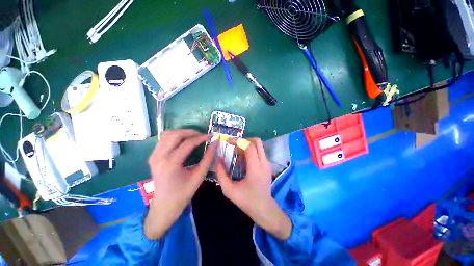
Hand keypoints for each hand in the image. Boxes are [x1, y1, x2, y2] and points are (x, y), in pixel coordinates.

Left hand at [145, 129, 216, 238]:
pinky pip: (163, 139)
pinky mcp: (153, 156)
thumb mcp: (199, 176)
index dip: (201, 138)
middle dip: (191, 132)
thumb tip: (215, 143)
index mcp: (171, 164)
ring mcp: (153, 155)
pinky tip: (183, 141)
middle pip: (176, 135)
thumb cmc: (183, 193)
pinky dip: (175, 136)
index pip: (188, 143)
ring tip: (194, 137)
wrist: (164, 205)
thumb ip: (208, 158)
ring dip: (182, 133)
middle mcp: (159, 157)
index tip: (211, 136)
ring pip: (168, 134)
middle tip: (202, 136)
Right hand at [215, 138, 291, 240]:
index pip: (249, 146)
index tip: (229, 142)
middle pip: (257, 142)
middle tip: (235, 145)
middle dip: (244, 140)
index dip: (239, 141)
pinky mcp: (267, 166)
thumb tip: (217, 160)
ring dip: (247, 145)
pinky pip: (259, 152)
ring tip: (237, 152)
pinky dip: (251, 151)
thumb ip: (221, 174)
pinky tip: (243, 160)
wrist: (265, 210)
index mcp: (256, 168)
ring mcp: (267, 164)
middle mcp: (264, 163)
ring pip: (259, 146)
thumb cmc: (247, 201)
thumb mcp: (229, 190)